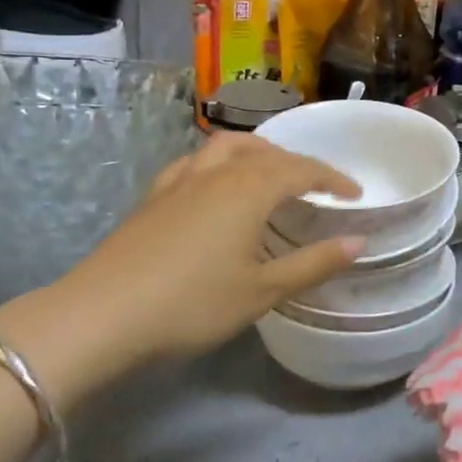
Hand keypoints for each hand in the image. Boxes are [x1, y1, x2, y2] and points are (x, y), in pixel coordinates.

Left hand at [0, 134, 362, 401]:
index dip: (332, 179)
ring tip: (269, 170)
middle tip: (316, 185)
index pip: (302, 170)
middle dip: (297, 162)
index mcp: (249, 190)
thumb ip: (314, 263)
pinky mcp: (153, 196)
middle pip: (265, 152)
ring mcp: (180, 181)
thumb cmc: (192, 303)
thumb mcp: (262, 291)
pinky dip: (217, 162)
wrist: (103, 314)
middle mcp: (217, 173)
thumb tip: (359, 241)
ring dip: (256, 151)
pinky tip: (213, 182)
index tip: (355, 195)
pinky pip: (194, 162)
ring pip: (225, 147)